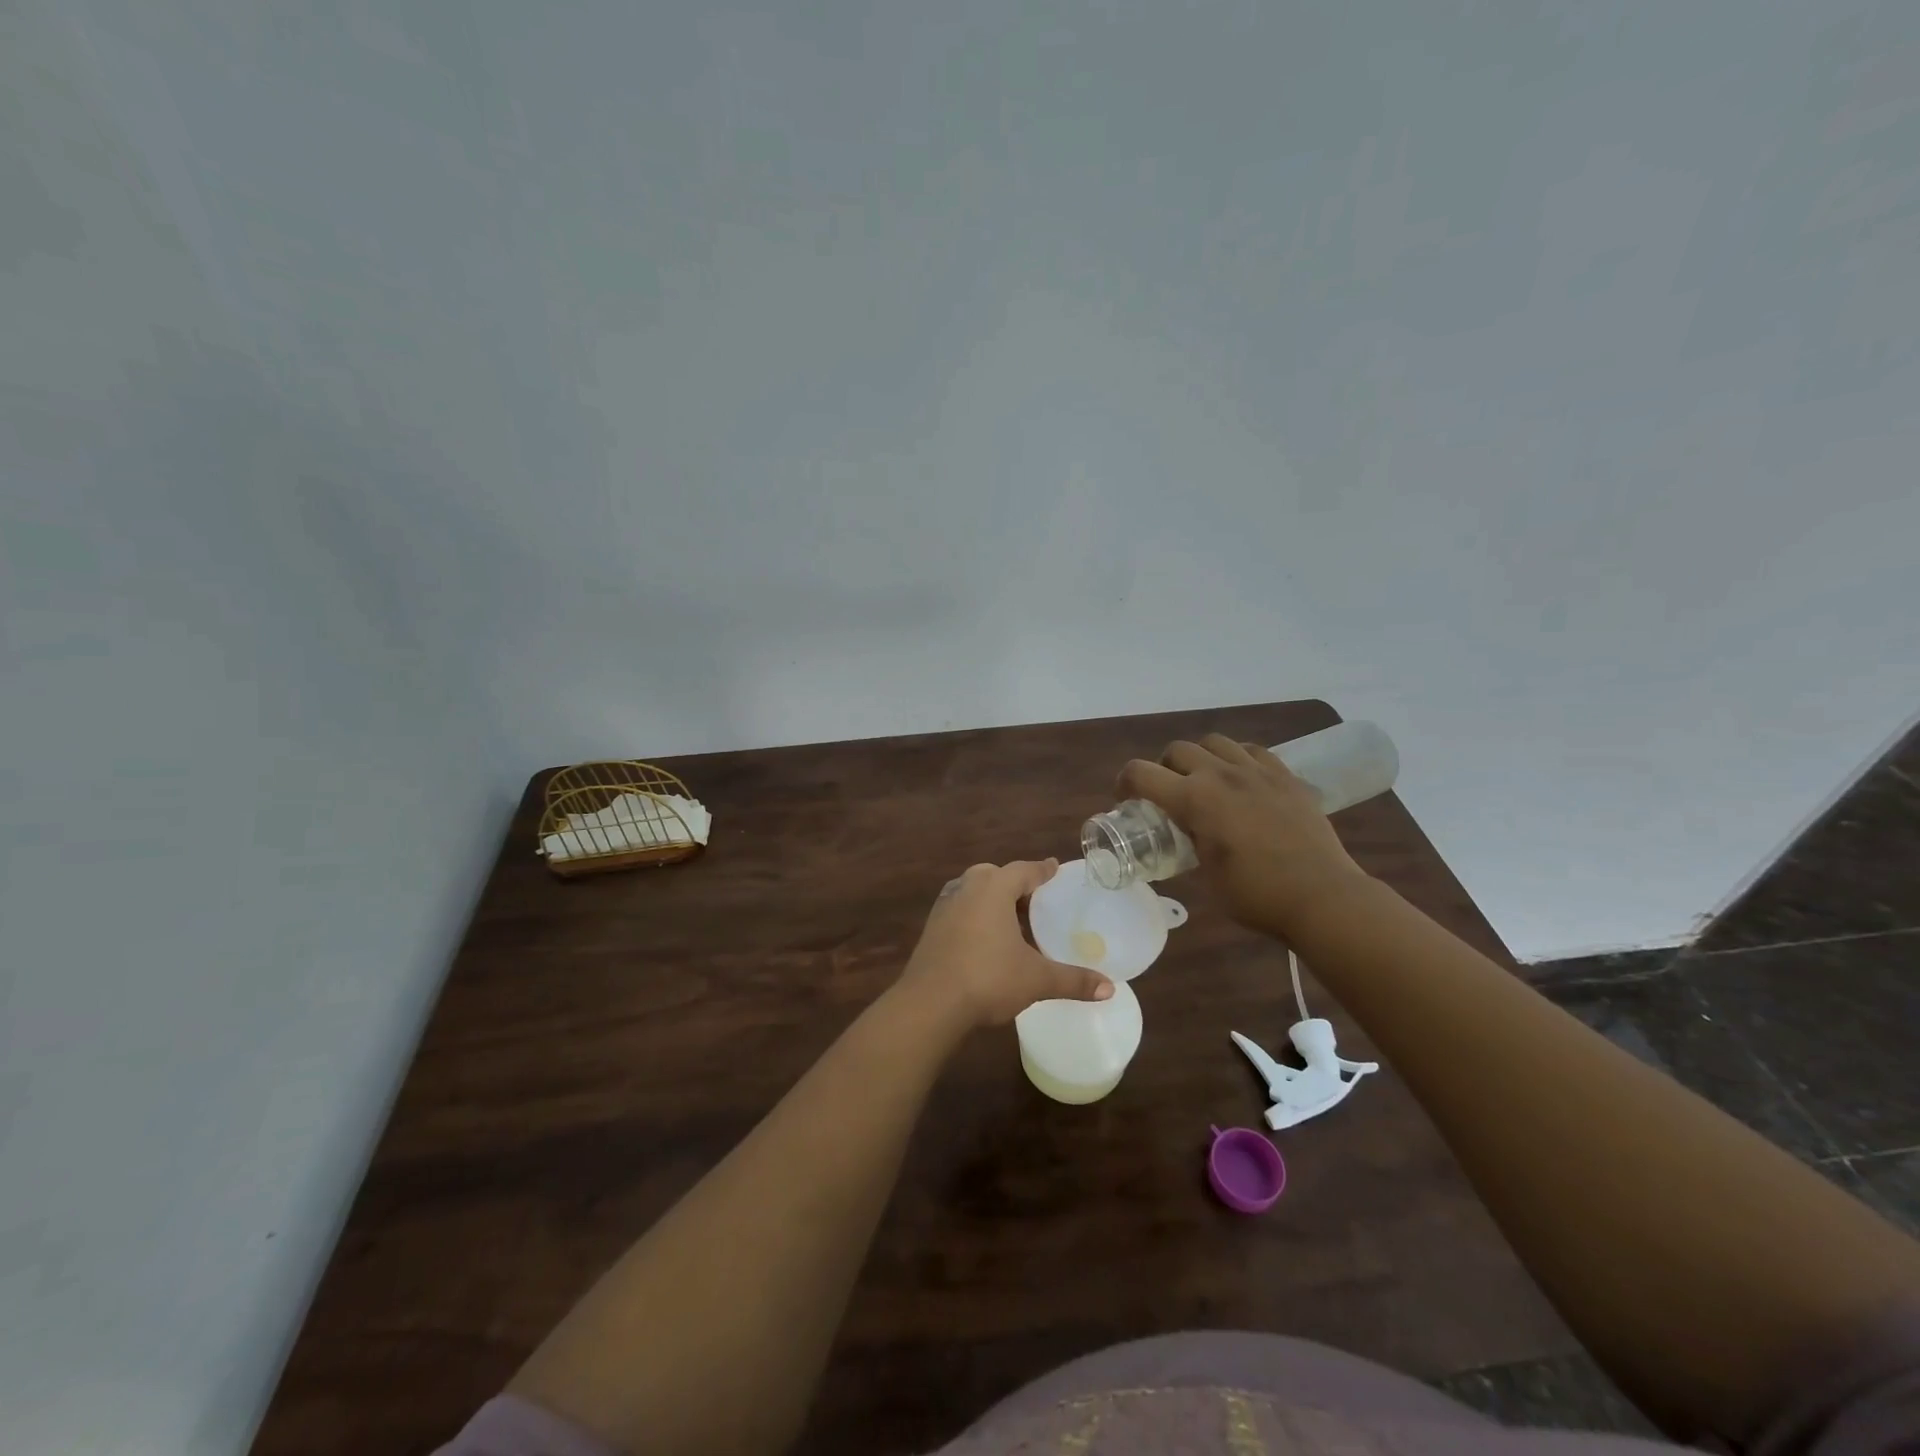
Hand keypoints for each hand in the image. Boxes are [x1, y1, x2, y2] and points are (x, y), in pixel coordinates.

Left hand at [895, 860, 1113, 1029]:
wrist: (930, 1003)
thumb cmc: (988, 979)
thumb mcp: (1036, 979)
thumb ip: (1073, 980)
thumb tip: (1110, 990)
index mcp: (993, 888)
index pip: (1023, 869)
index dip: (1042, 870)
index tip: (1054, 868)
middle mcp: (967, 888)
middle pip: (994, 875)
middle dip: (1014, 883)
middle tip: (1034, 900)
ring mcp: (944, 906)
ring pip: (973, 891)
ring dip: (992, 899)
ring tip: (1011, 920)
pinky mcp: (931, 928)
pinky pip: (959, 910)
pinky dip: (975, 915)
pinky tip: (985, 939)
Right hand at [1117, 734, 1368, 934]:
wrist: (1322, 896)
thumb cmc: (1256, 895)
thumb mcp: (1206, 875)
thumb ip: (1189, 844)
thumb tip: (1186, 835)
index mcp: (1194, 799)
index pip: (1141, 773)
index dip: (1125, 784)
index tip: (1126, 800)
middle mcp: (1221, 774)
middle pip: (1177, 750)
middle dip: (1163, 768)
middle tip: (1168, 793)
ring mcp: (1257, 771)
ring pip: (1215, 742)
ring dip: (1200, 757)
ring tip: (1206, 781)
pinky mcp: (1286, 776)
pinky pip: (1252, 751)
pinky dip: (1237, 759)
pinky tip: (1242, 780)